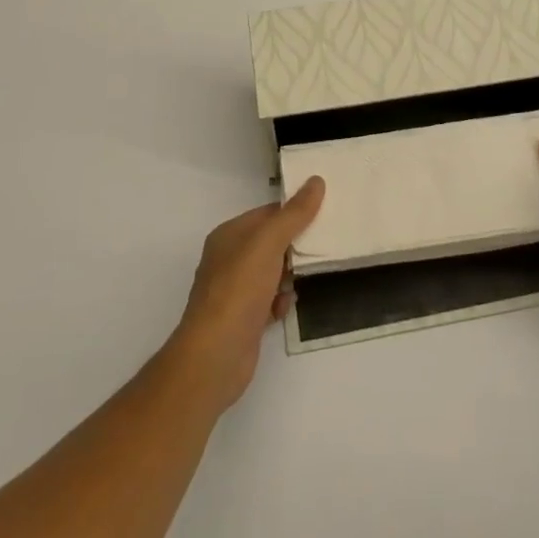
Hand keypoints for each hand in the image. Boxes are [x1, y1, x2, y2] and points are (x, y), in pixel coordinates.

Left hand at [166, 177, 324, 411]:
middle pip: (270, 243)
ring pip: (271, 273)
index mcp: (229, 235)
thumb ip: (294, 214)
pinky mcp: (243, 320)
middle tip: (322, 247)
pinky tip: (286, 308)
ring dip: (289, 276)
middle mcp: (229, 259)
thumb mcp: (269, 243)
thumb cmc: (239, 290)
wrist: (215, 356)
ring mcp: (234, 291)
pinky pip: (269, 301)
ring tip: (304, 279)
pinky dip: (280, 302)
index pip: (267, 214)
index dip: (293, 213)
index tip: (323, 214)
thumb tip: (316, 180)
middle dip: (294, 246)